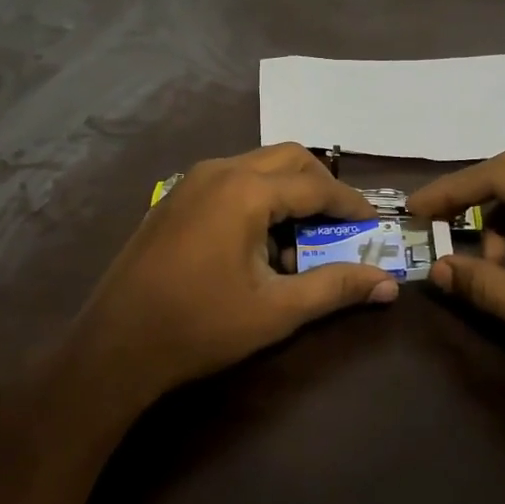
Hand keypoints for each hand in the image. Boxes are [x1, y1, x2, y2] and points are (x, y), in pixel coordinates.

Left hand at [74, 144, 398, 406]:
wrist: (116, 345)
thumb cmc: (201, 326)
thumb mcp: (277, 311)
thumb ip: (335, 288)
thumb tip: (388, 285)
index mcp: (246, 191)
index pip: (316, 185)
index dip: (351, 204)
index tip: (374, 224)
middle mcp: (219, 171)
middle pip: (288, 158)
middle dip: (322, 185)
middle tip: (342, 222)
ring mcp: (191, 181)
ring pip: (257, 166)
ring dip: (288, 190)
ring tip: (302, 236)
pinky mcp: (174, 197)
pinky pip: (230, 180)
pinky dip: (258, 196)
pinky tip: (258, 241)